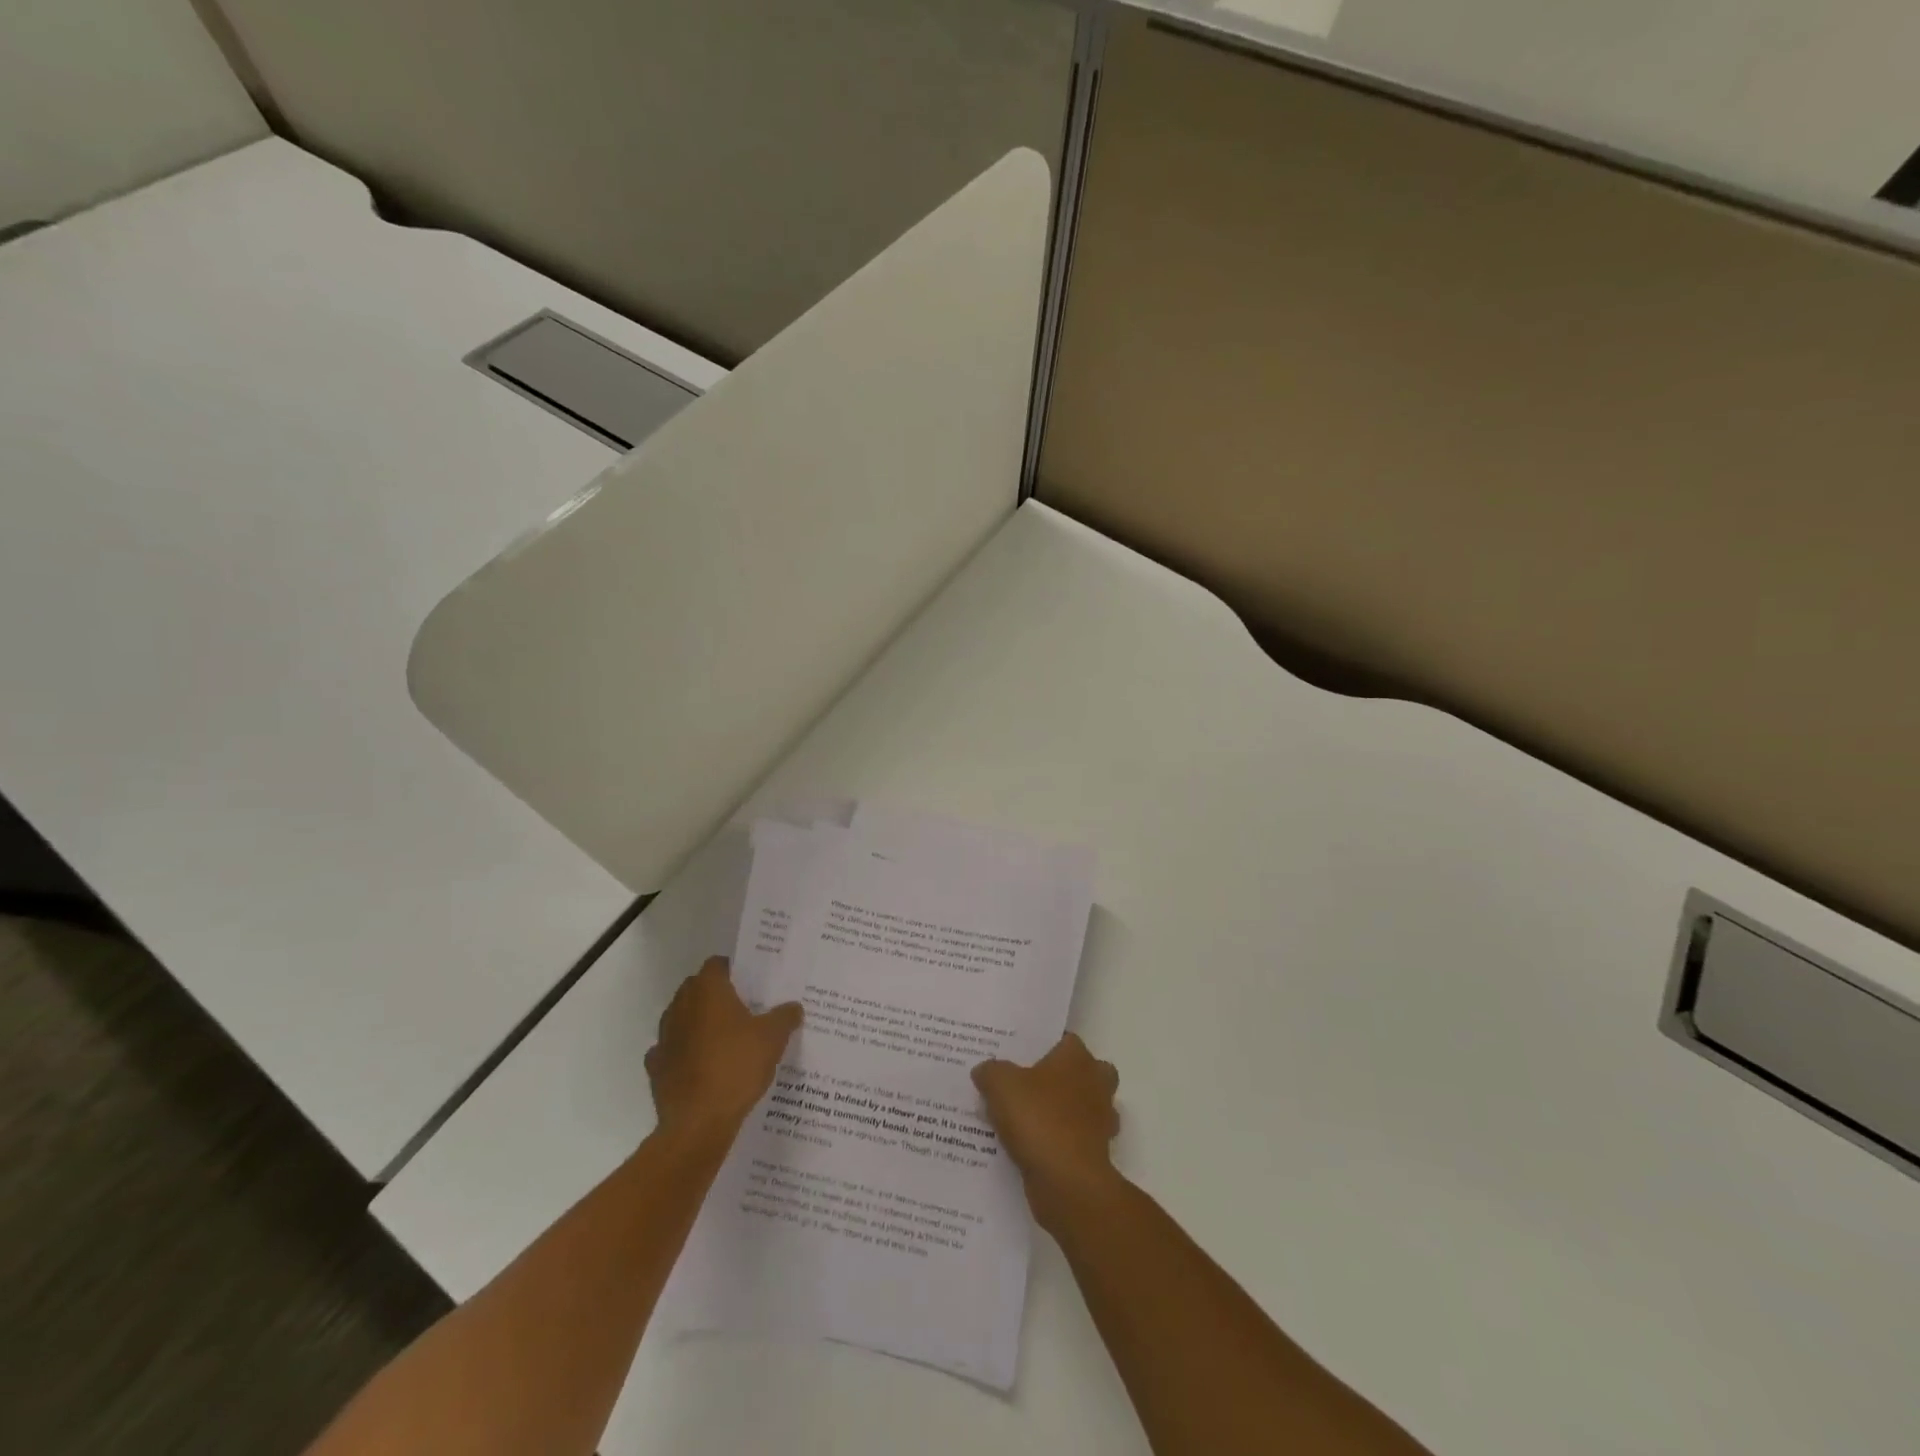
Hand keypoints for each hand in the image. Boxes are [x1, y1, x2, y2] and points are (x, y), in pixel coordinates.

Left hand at [645, 957, 802, 1144]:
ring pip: (682, 1018)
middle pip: (696, 988)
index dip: (734, 970)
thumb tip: (794, 1007)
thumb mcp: (773, 1038)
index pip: (717, 964)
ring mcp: (664, 1037)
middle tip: (743, 1008)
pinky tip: (702, 1065)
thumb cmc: (736, 1067)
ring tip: (725, 1039)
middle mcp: (681, 1006)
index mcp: (708, 991)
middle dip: (716, 995)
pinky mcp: (656, 1067)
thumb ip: (785, 1017)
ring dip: (698, 1023)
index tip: (751, 982)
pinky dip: (685, 1053)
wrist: (698, 1122)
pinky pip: (672, 1050)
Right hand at [973, 1033, 1120, 1229]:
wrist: (1068, 1181)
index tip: (1021, 1055)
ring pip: (1082, 1107)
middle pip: (1083, 1072)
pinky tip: (1033, 1148)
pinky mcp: (1097, 1153)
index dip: (1044, 1046)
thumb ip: (990, 1071)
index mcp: (1077, 1057)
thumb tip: (984, 1070)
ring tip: (1027, 1118)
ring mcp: (1101, 1120)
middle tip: (1028, 1085)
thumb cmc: (1038, 1119)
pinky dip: (1061, 1142)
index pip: (1065, 1040)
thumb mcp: (1000, 1085)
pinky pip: (1076, 1139)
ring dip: (1063, 1112)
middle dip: (1062, 1078)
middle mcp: (1096, 1083)